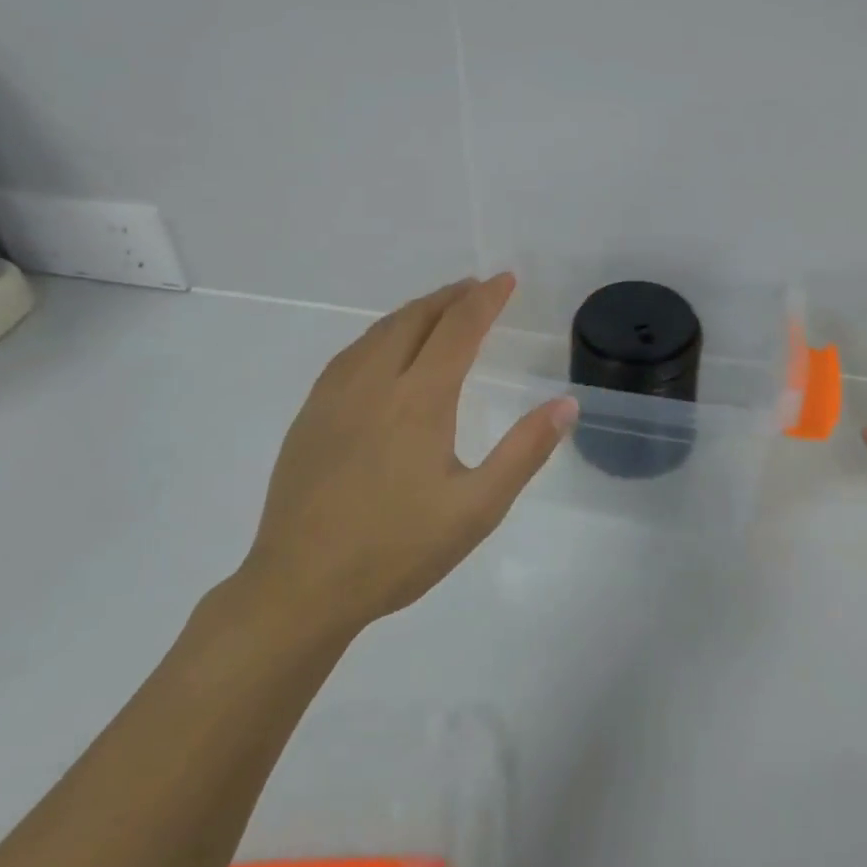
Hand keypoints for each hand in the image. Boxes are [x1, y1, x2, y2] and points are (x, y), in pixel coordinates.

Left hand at [237, 274, 576, 643]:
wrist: (299, 587)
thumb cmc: (397, 550)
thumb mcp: (477, 508)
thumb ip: (524, 451)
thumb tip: (566, 405)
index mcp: (419, 400)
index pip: (458, 329)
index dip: (485, 300)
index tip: (506, 279)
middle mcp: (374, 384)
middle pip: (415, 319)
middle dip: (450, 297)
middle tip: (477, 288)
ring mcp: (334, 397)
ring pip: (378, 333)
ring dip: (414, 311)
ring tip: (438, 308)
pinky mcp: (310, 416)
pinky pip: (351, 354)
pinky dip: (380, 334)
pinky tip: (382, 349)